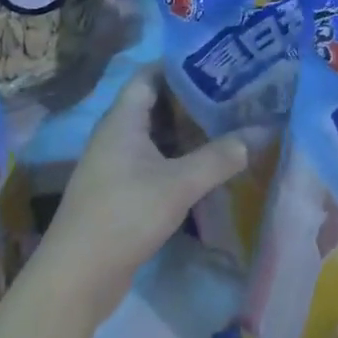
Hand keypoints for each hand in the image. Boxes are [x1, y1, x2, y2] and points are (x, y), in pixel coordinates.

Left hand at [36, 67, 249, 325]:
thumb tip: (260, 133)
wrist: (77, 278)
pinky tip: (208, 163)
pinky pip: (155, 160)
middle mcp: (117, 134)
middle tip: (233, 91)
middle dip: (192, 97)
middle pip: (157, 102)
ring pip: (157, 134)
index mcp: (123, 119)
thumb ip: (220, 157)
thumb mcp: (178, 185)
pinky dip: (180, 157)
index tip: (217, 59)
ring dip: (188, 129)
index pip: (151, 74)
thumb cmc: (124, 215)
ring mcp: (117, 163)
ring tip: (228, 121)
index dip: (181, 63)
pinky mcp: (122, 190)